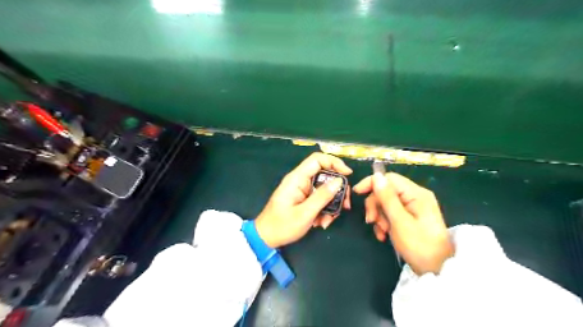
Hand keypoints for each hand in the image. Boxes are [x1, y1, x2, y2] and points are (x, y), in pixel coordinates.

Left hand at [256, 153, 349, 247]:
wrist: (266, 238)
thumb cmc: (282, 225)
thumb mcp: (305, 213)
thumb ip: (322, 196)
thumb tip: (340, 181)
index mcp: (297, 178)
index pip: (317, 159)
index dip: (334, 162)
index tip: (348, 175)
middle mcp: (301, 180)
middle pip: (325, 175)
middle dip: (337, 191)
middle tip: (345, 205)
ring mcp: (303, 190)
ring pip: (325, 189)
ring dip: (331, 205)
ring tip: (327, 221)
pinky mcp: (304, 199)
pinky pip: (320, 199)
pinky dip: (324, 210)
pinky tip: (321, 223)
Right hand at [353, 172, 452, 274]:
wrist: (437, 270)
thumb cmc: (419, 246)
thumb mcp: (400, 221)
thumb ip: (387, 198)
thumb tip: (376, 176)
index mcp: (416, 193)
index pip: (389, 178)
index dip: (372, 183)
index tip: (357, 193)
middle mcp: (415, 196)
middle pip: (386, 191)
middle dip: (375, 205)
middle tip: (371, 221)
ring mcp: (413, 207)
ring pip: (386, 203)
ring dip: (379, 216)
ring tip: (382, 232)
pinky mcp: (410, 217)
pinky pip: (390, 213)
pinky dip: (384, 223)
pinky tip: (384, 235)